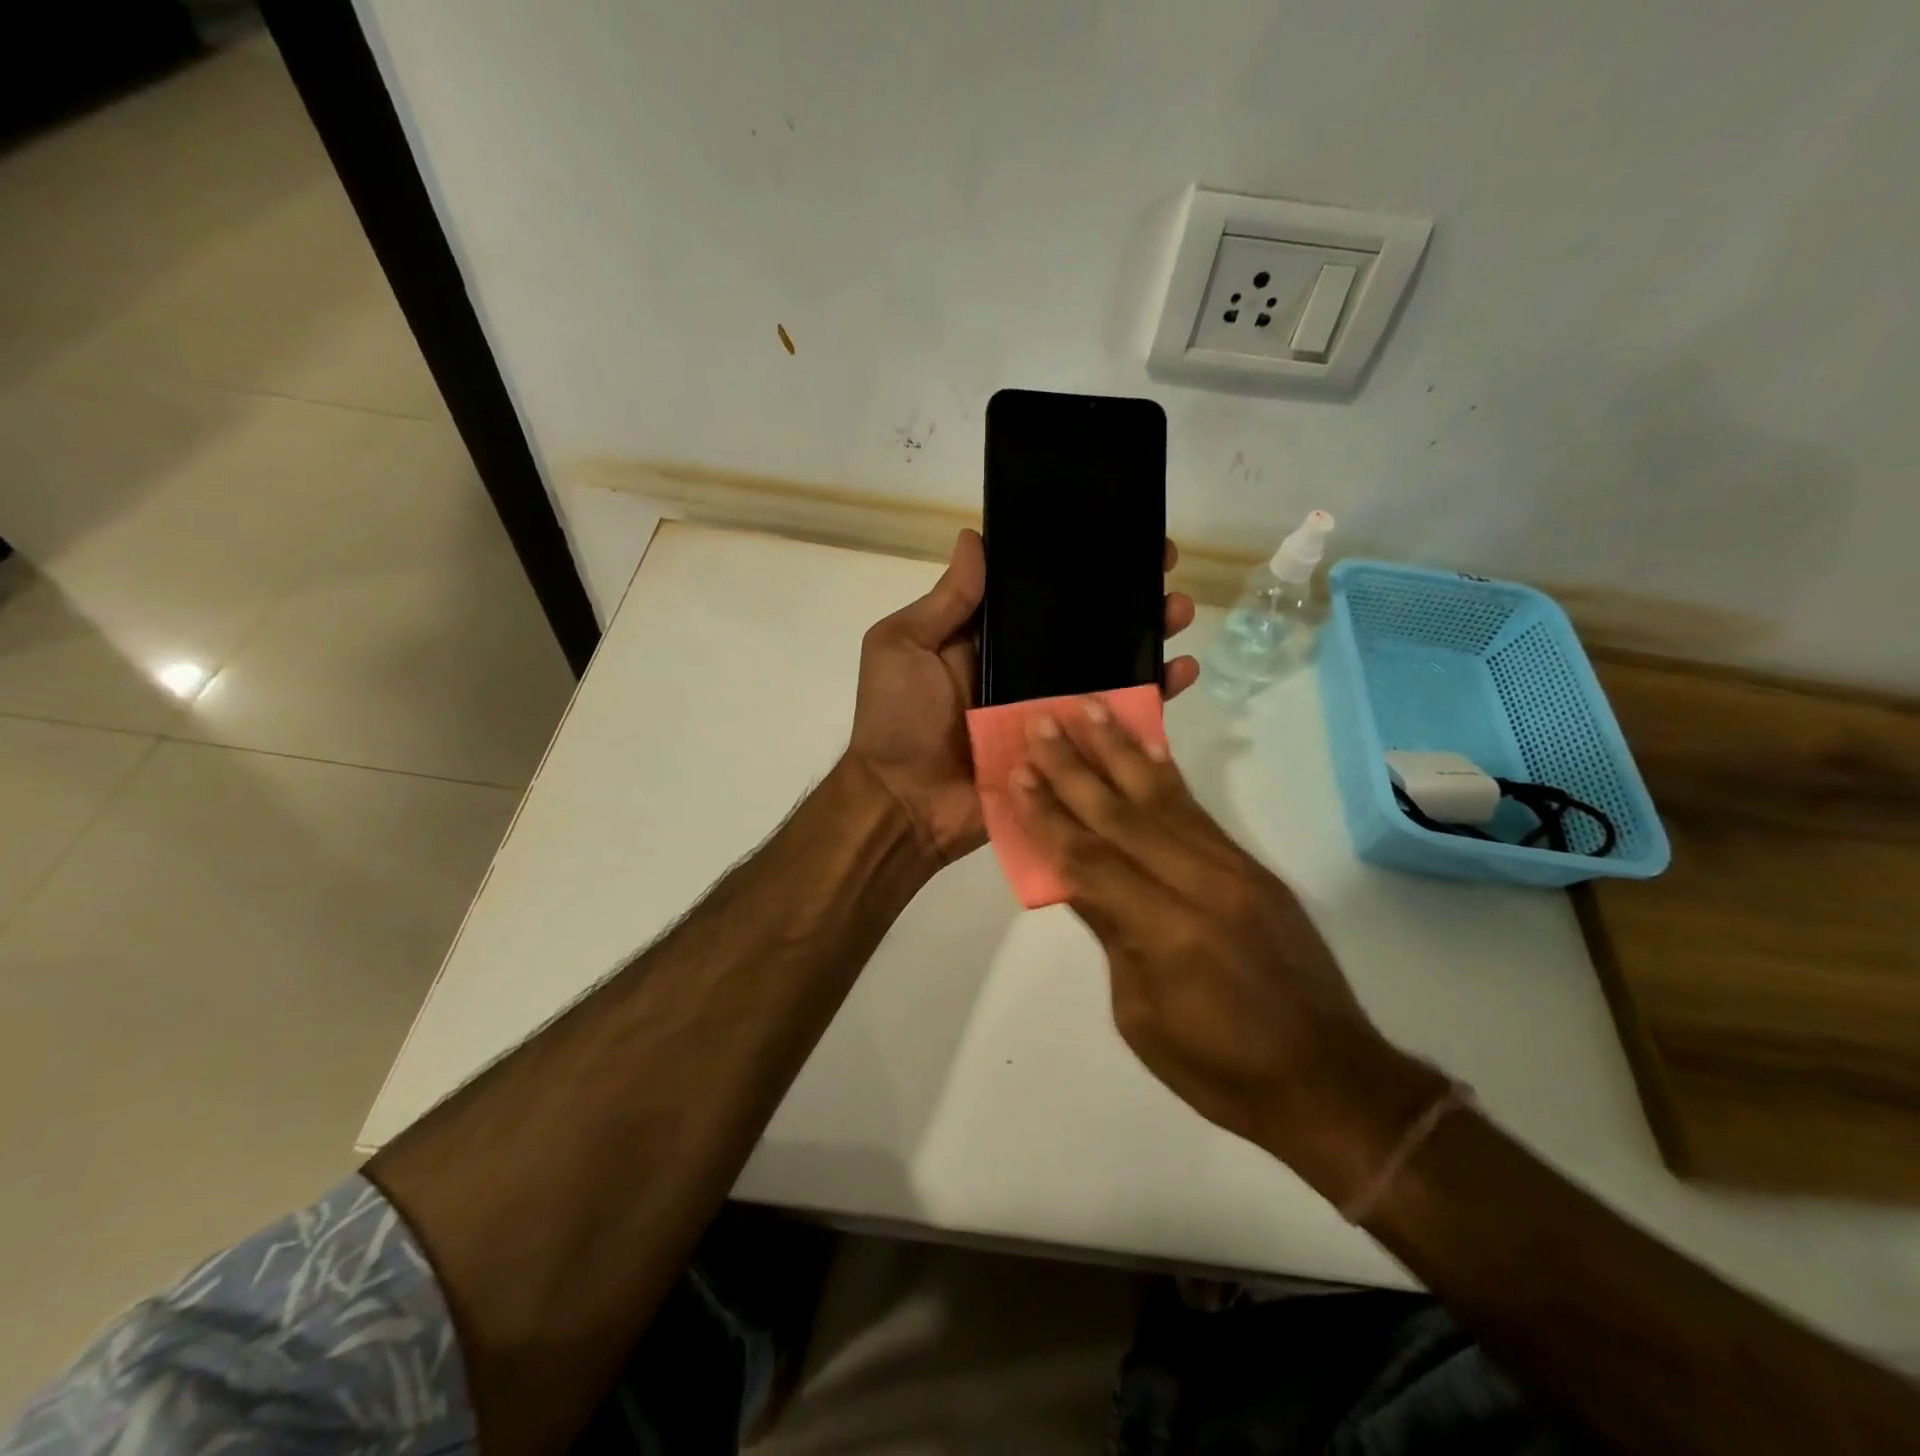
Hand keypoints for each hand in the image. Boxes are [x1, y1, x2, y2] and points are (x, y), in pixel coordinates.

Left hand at [845, 529, 1199, 863]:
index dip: (1077, 565)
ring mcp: (1051, 710)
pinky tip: (1181, 671)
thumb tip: (976, 537)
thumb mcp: (904, 646)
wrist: (905, 803)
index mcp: (989, 641)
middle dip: (1126, 596)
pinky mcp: (1069, 750)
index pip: (1042, 595)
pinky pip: (1115, 721)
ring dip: (1148, 636)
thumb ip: (946, 602)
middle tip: (1164, 567)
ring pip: (1109, 667)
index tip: (1115, 536)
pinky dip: (1151, 698)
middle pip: (1086, 627)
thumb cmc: (897, 720)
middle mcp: (1026, 671)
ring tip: (1177, 610)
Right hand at [1009, 702, 1442, 1201]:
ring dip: (1120, 750)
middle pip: (1122, 815)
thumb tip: (1077, 880)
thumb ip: (1111, 934)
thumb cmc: (1219, 1068)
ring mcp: (1233, 870)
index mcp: (1166, 932)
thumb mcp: (1141, 1014)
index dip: (1049, 816)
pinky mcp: (1252, 868)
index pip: (1090, 859)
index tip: (1018, 774)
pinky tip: (1144, 748)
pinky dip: (1165, 775)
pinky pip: (1198, 812)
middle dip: (1074, 767)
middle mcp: (1200, 884)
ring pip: (1163, 798)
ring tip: (1090, 707)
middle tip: (1041, 722)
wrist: (1329, 1081)